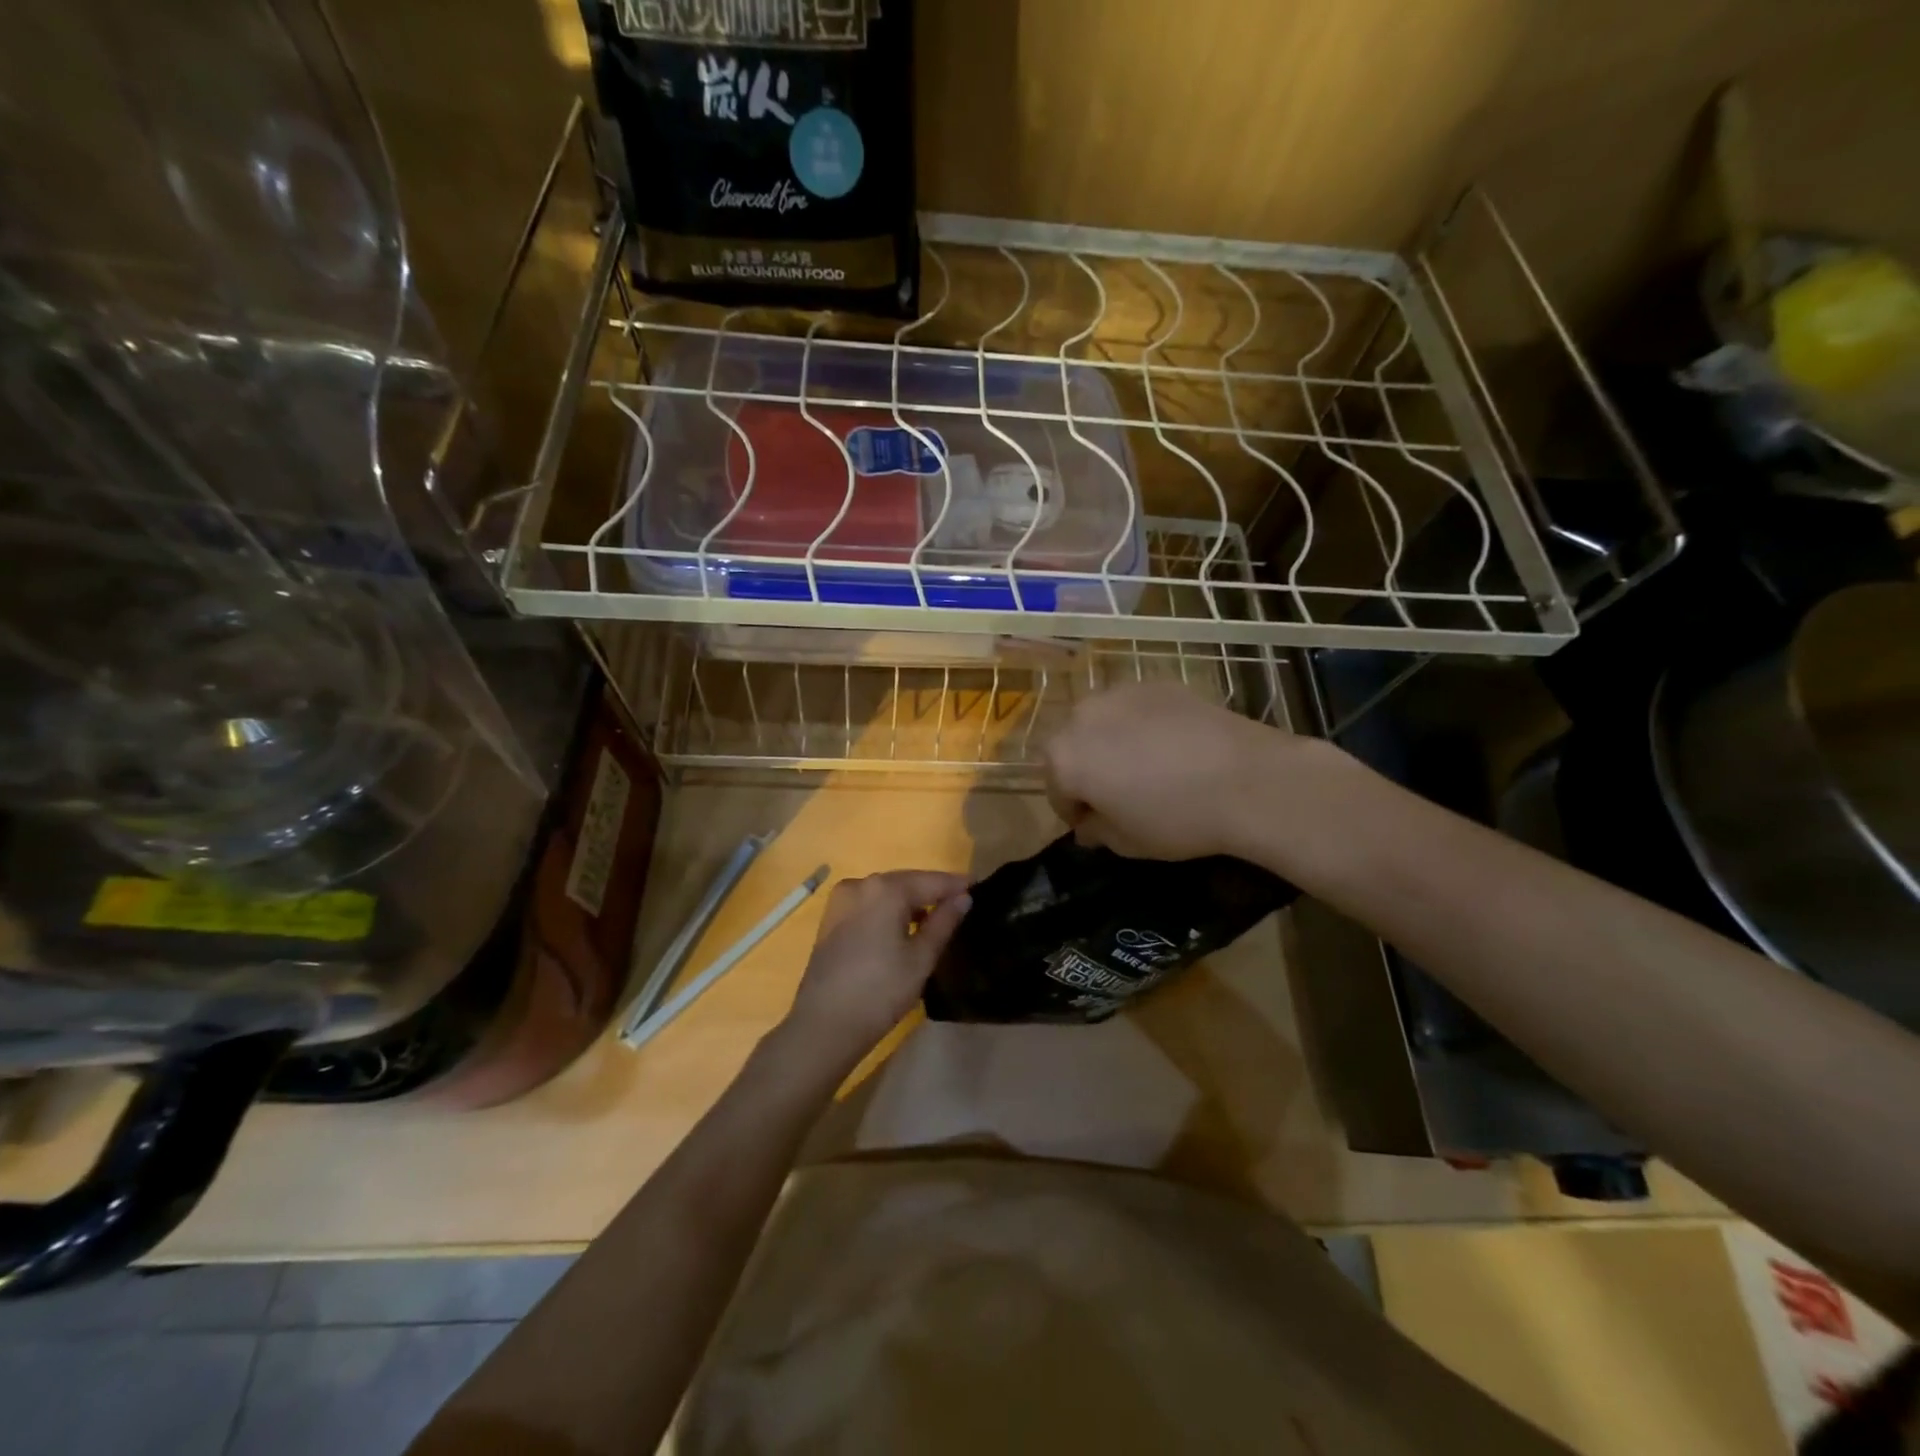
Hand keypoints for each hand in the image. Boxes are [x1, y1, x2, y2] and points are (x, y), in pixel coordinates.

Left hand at [781, 870, 971, 1072]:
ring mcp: (842, 900)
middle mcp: (861, 884)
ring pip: (886, 892)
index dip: (956, 884)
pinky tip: (904, 926)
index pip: (931, 880)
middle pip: (907, 882)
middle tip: (962, 901)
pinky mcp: (832, 918)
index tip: (979, 886)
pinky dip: (889, 909)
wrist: (825, 1025)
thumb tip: (963, 898)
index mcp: (885, 889)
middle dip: (933, 891)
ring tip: (937, 916)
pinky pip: (869, 904)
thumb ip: (944, 922)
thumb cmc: (881, 991)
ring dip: (911, 901)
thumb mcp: (921, 958)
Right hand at [1044, 681, 1290, 860]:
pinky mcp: (1157, 684)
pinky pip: (1136, 711)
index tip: (1099, 826)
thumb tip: (1090, 824)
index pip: (1056, 791)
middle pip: (1074, 748)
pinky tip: (1174, 748)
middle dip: (1089, 771)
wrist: (1248, 779)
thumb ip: (1096, 831)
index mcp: (1064, 758)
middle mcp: (1082, 716)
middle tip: (1122, 795)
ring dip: (1113, 744)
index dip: (1075, 812)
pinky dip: (1143, 727)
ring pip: (1103, 724)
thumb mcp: (1127, 843)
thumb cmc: (1177, 819)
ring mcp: (1121, 693)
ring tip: (1148, 768)